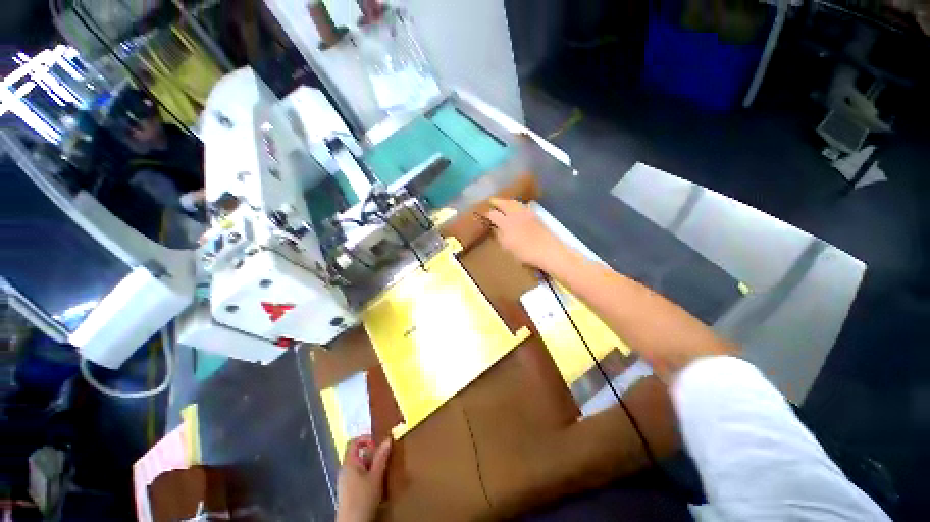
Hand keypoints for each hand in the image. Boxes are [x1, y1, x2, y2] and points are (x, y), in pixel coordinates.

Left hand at [336, 436, 391, 521]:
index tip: (378, 445)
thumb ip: (381, 457)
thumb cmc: (363, 498)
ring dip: (372, 466)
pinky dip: (368, 475)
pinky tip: (376, 484)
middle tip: (384, 460)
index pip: (353, 442)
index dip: (366, 439)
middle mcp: (344, 470)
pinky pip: (358, 476)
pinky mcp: (347, 492)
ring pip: (359, 466)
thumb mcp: (376, 476)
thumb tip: (388, 439)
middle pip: (358, 454)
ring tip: (382, 472)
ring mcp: (345, 481)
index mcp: (349, 463)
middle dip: (372, 455)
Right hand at [485, 198, 569, 270]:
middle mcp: (515, 214)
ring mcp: (526, 213)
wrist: (548, 251)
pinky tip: (517, 207)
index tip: (483, 215)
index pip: (493, 214)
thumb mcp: (507, 247)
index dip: (487, 214)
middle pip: (504, 203)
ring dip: (507, 201)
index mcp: (506, 222)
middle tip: (491, 201)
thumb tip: (494, 228)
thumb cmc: (525, 253)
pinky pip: (523, 205)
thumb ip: (499, 236)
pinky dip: (517, 204)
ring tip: (503, 202)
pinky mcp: (535, 215)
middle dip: (497, 202)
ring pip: (514, 202)